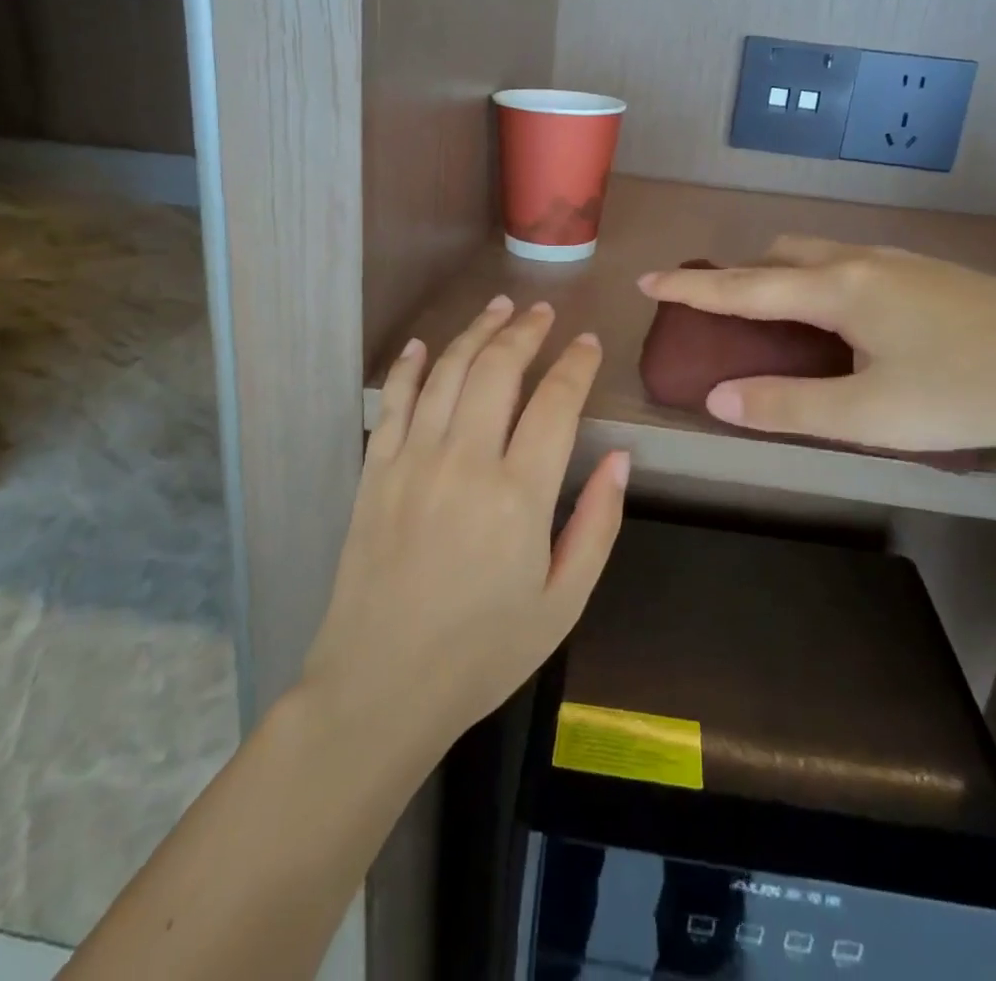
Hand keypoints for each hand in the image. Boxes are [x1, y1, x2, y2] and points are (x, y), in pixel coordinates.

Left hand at [300, 296, 628, 753]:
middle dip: (525, 331)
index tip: (588, 343)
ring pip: (447, 372)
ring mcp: (412, 461)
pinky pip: (393, 402)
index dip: (576, 364)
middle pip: (498, 370)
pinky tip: (425, 345)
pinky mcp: (374, 471)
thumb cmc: (483, 652)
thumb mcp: (563, 602)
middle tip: (543, 311)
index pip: (556, 403)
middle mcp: (465, 461)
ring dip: (475, 332)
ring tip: (498, 307)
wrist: (380, 687)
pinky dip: (411, 366)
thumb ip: (598, 524)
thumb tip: (622, 457)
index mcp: (519, 495)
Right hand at [639, 236, 995, 459]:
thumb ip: (785, 407)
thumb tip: (716, 399)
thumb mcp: (866, 413)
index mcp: (837, 289)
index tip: (648, 280)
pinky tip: (853, 319)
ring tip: (785, 315)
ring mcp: (905, 263)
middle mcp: (863, 262)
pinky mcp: (937, 275)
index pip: (743, 287)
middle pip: (782, 254)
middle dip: (744, 275)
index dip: (691, 288)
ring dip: (788, 275)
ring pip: (824, 254)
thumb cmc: (964, 392)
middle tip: (727, 310)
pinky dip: (827, 280)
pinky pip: (857, 264)